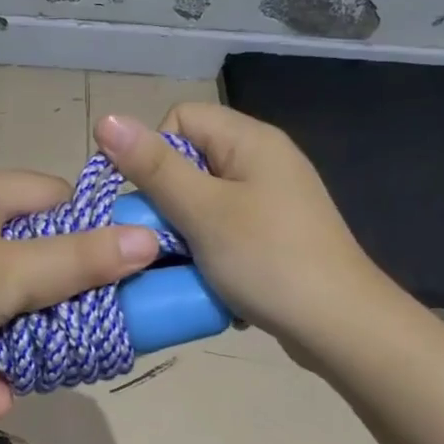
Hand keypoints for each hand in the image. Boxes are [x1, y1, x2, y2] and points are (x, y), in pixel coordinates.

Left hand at [0, 168, 160, 408]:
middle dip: (48, 309)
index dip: (90, 237)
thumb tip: (148, 238)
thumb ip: (81, 260)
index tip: (106, 282)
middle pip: (32, 252)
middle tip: (65, 345)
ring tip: (8, 388)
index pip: (61, 198)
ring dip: (10, 341)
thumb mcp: (13, 279)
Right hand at [93, 104, 376, 346]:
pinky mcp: (274, 235)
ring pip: (203, 202)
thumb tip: (105, 118)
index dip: (152, 154)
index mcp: (250, 140)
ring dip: (184, 232)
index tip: (144, 201)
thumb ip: (154, 167)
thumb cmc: (268, 260)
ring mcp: (272, 200)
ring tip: (185, 264)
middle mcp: (263, 161)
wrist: (339, 325)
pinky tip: (210, 279)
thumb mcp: (203, 211)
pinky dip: (209, 252)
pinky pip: (224, 230)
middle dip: (166, 201)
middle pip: (190, 162)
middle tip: (161, 240)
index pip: (180, 119)